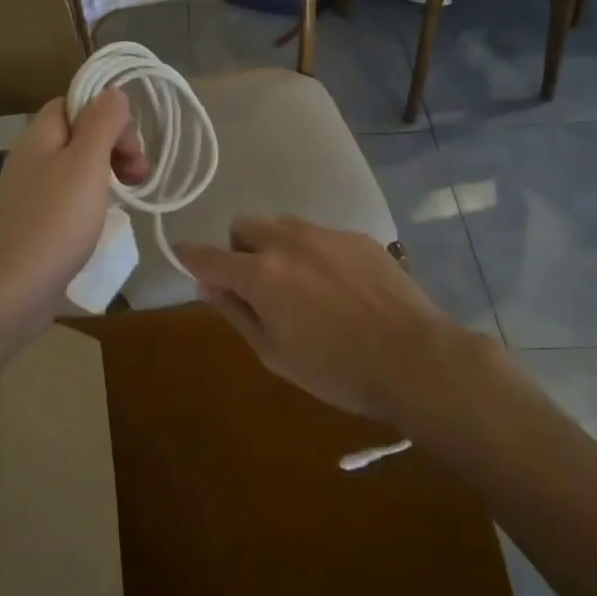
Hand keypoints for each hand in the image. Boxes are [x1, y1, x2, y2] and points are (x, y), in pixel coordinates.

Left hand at [0, 90, 146, 341]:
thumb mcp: (86, 163)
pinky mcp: (36, 224)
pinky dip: (93, 201)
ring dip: (108, 173)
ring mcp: (32, 194)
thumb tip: (112, 91)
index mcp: (39, 136)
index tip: (131, 143)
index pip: (74, 103)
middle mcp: (32, 159)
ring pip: (77, 168)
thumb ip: (102, 123)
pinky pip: (70, 198)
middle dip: (115, 145)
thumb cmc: (54, 222)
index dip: (106, 114)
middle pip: (79, 135)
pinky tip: (105, 219)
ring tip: (132, 195)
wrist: (11, 292)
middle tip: (139, 173)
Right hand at [177, 216, 499, 433]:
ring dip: (274, 245)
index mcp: (262, 275)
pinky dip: (312, 251)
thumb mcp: (276, 355)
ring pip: (281, 224)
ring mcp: (325, 234)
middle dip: (238, 249)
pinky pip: (318, 233)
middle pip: (243, 226)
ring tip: (298, 282)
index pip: (208, 256)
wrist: (416, 358)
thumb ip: (236, 314)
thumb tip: (206, 286)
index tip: (179, 255)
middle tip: (256, 284)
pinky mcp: (357, 236)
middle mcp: (288, 242)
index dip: (188, 255)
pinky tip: (337, 285)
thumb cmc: (339, 371)